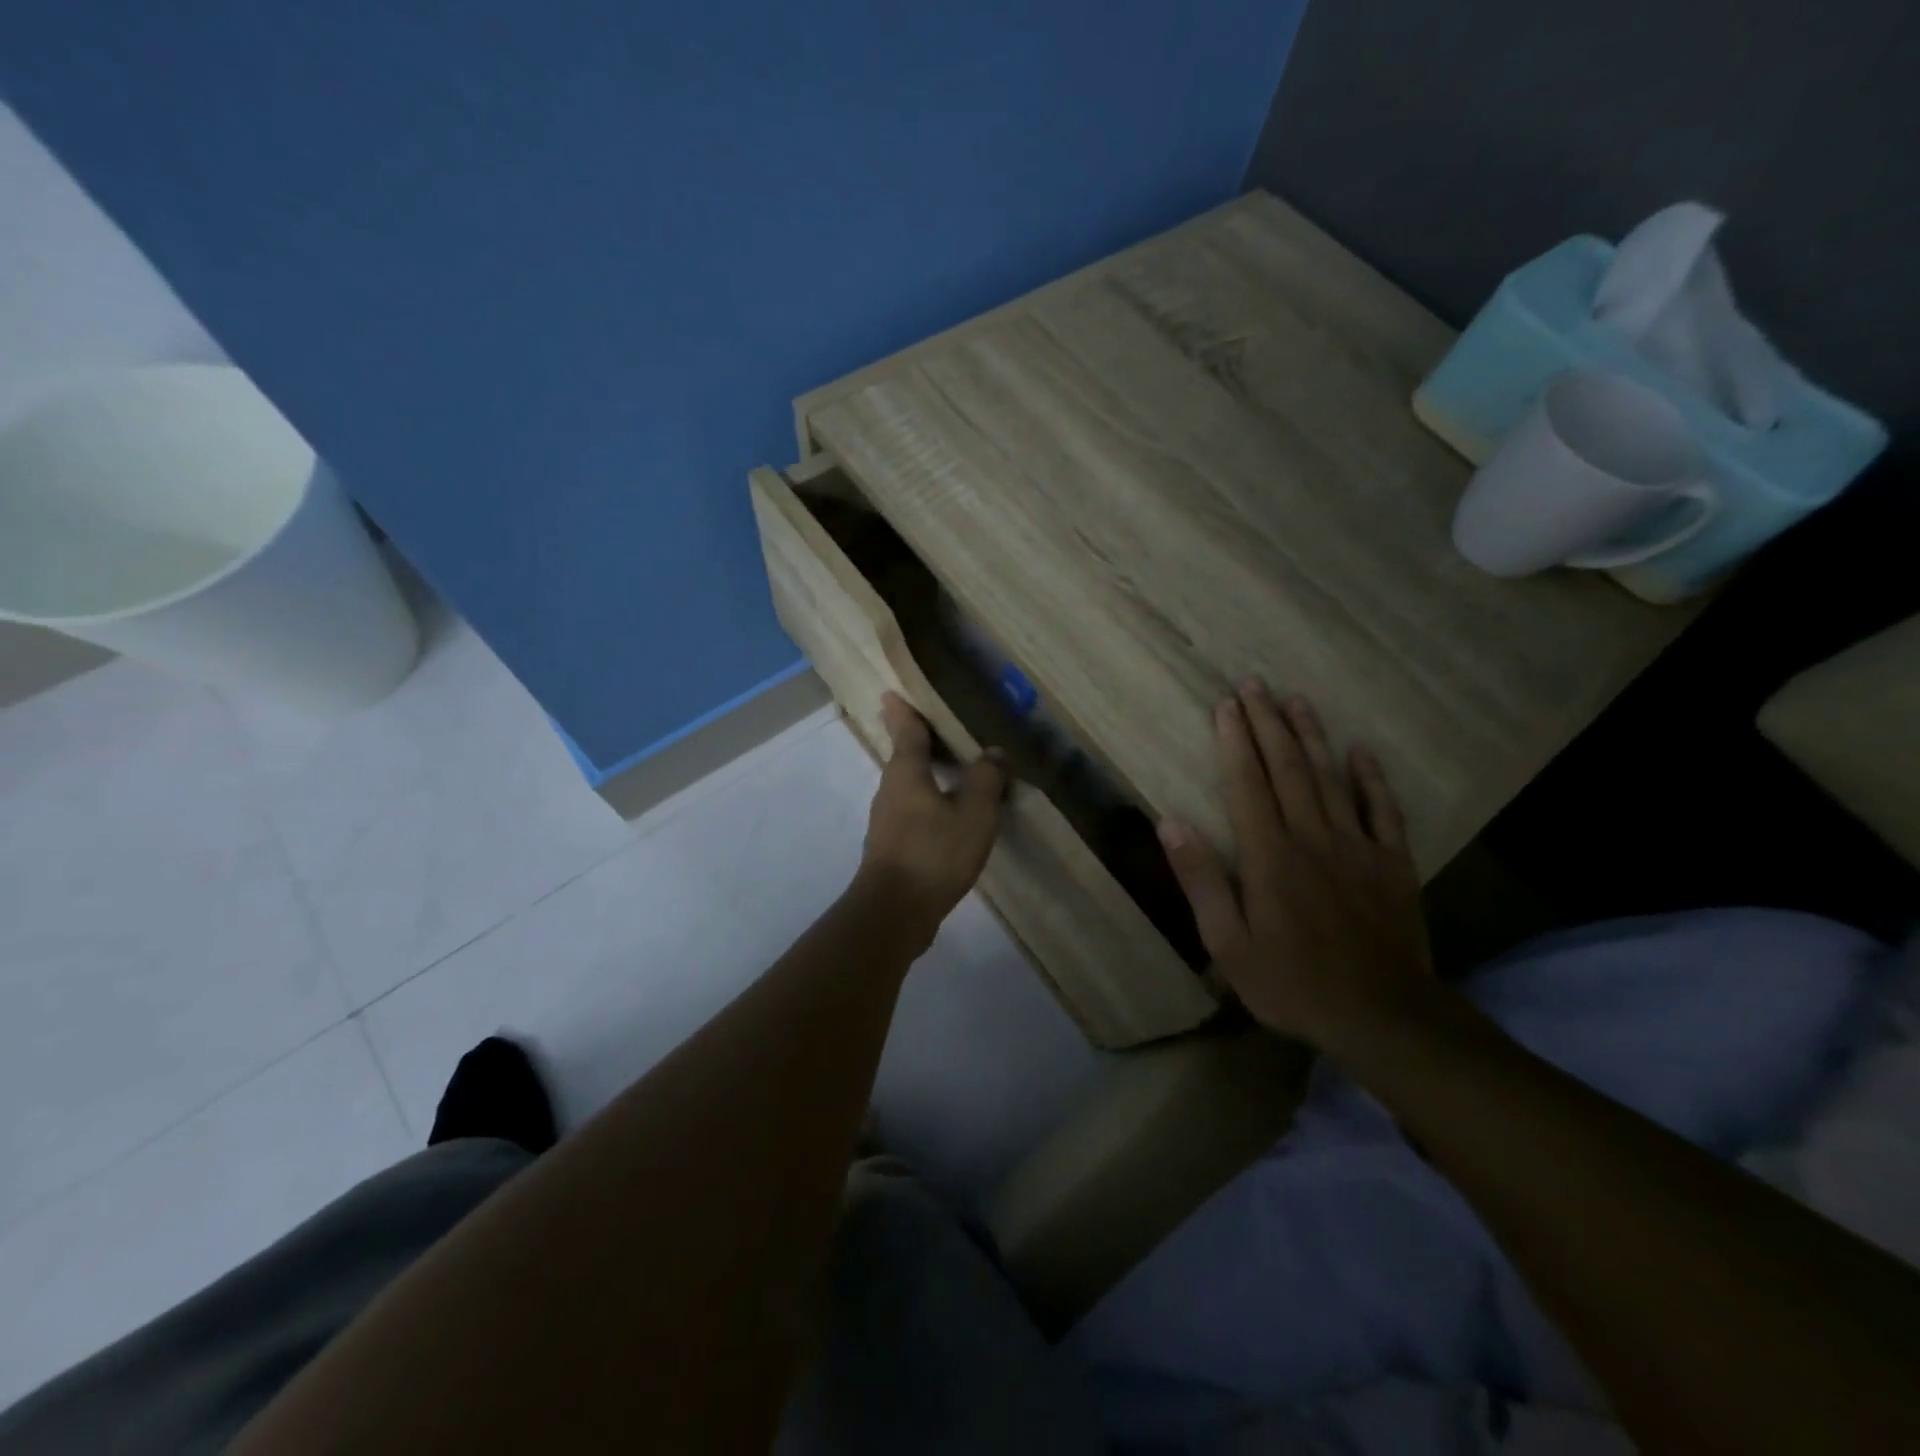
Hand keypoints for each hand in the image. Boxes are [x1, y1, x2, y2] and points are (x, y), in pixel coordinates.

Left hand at [854, 693, 1006, 944]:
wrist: (894, 912)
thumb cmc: (934, 853)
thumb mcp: (973, 813)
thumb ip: (986, 780)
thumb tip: (994, 752)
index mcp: (906, 773)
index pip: (906, 732)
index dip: (902, 712)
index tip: (890, 693)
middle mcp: (891, 791)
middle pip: (904, 758)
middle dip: (915, 741)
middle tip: (932, 726)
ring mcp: (888, 821)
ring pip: (909, 787)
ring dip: (925, 774)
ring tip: (950, 769)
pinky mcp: (893, 848)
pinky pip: (913, 812)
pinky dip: (930, 803)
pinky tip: (948, 814)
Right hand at [1157, 682, 1432, 1051]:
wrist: (1383, 1016)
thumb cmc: (1292, 983)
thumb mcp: (1228, 944)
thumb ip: (1201, 880)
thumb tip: (1170, 823)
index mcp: (1269, 856)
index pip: (1247, 784)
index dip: (1234, 742)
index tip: (1225, 706)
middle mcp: (1312, 837)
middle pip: (1288, 769)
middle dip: (1268, 723)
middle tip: (1255, 685)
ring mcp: (1357, 847)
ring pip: (1330, 778)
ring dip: (1312, 736)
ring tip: (1296, 700)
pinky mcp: (1392, 863)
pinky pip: (1382, 810)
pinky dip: (1371, 778)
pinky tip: (1361, 751)